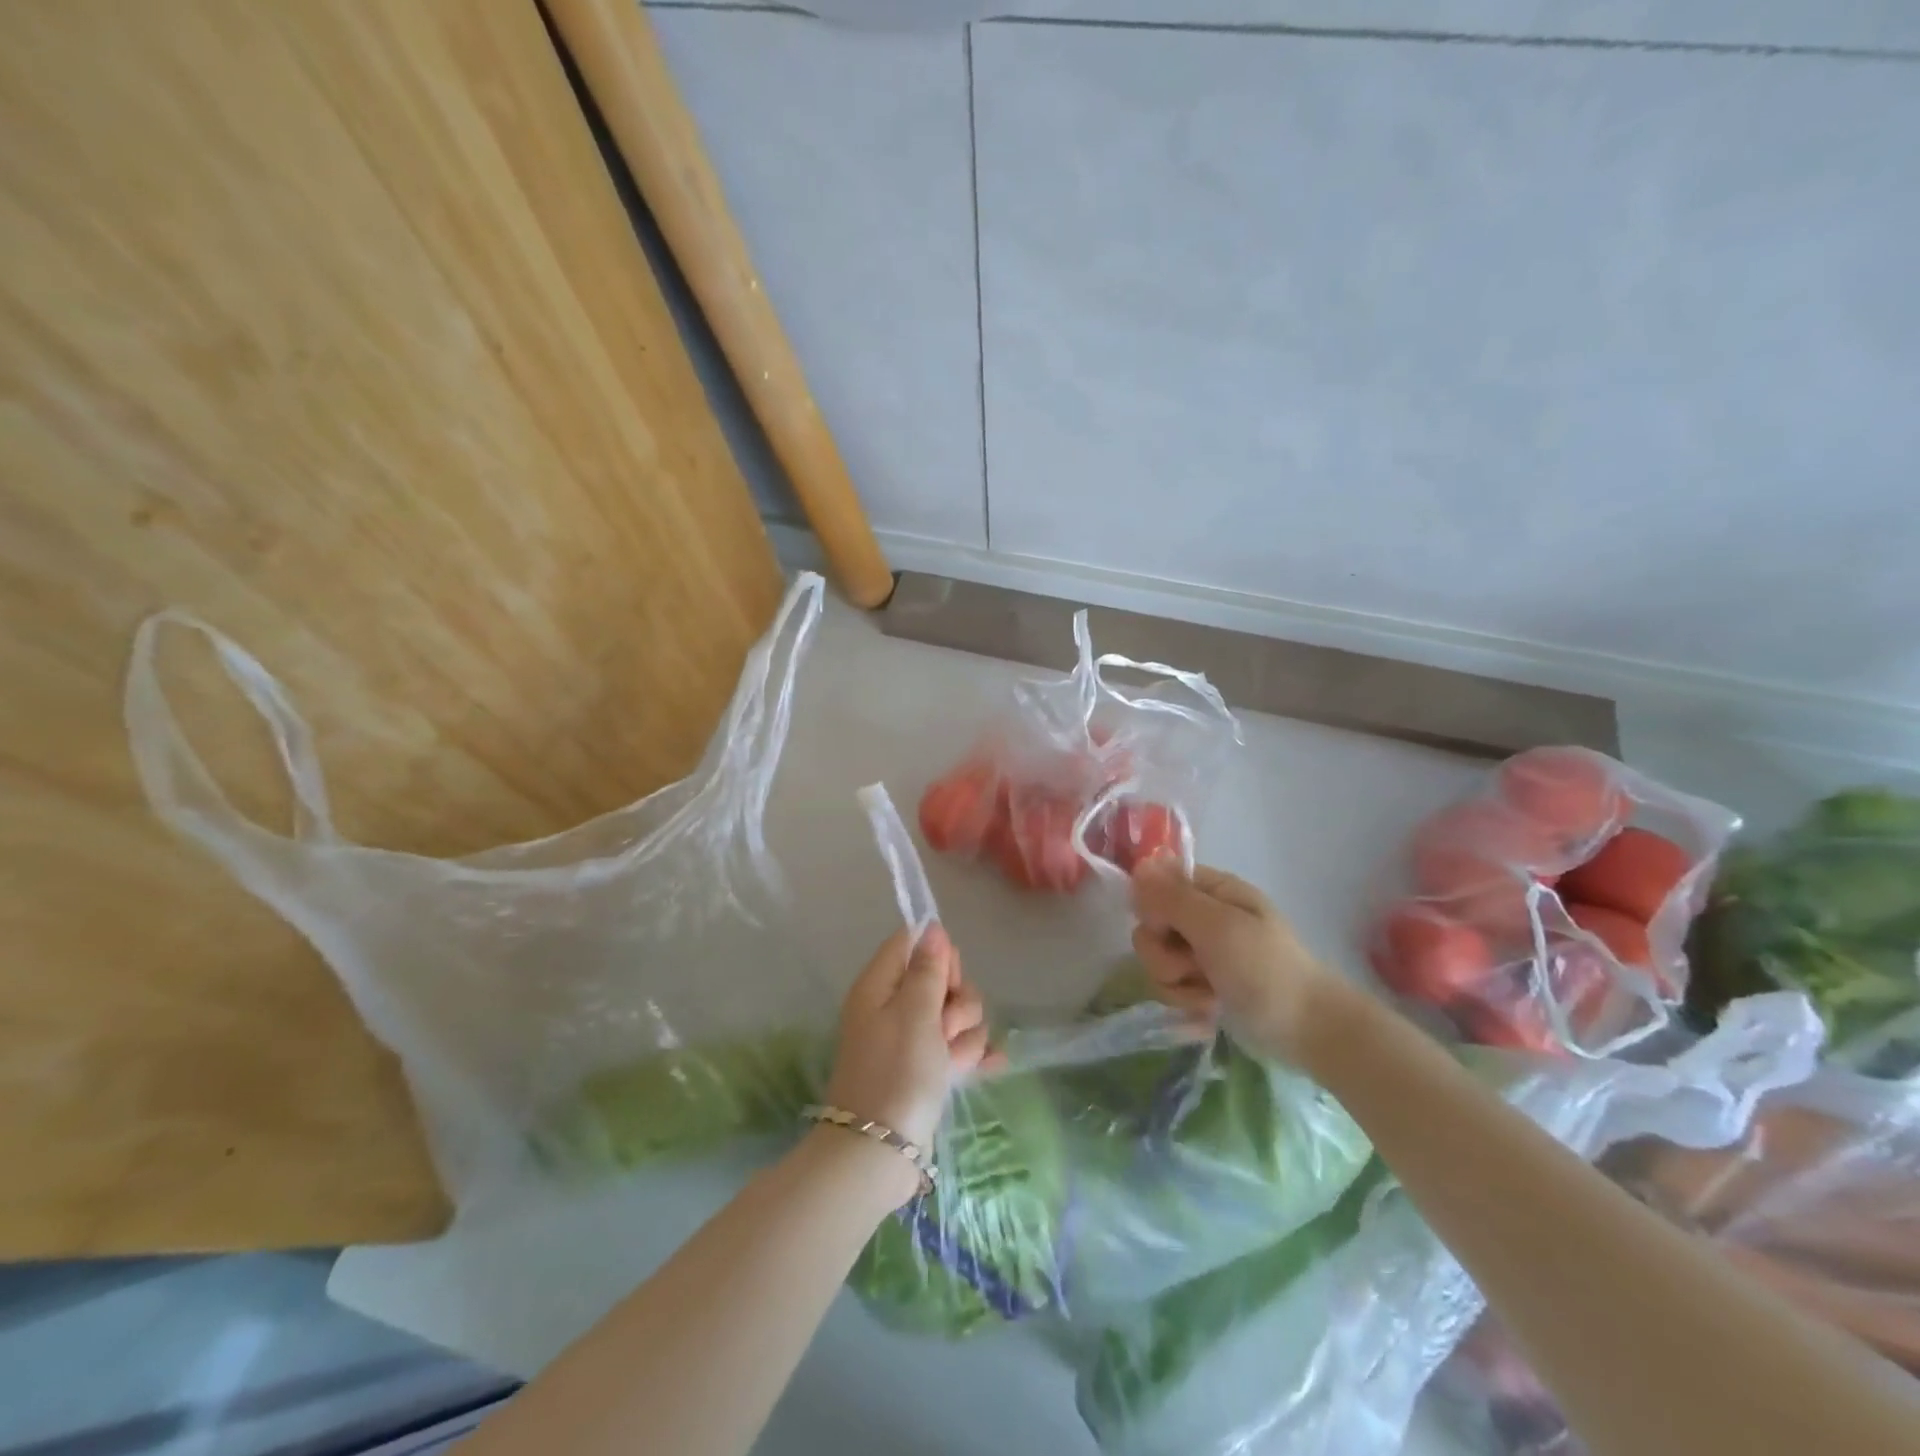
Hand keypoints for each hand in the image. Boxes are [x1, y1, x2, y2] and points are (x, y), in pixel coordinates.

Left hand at [824, 924, 990, 1164]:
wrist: (879, 1152)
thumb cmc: (896, 1072)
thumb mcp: (914, 1012)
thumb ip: (928, 969)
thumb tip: (931, 928)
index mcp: (880, 986)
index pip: (912, 944)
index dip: (938, 956)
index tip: (948, 979)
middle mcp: (894, 1007)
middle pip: (941, 980)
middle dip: (958, 1003)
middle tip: (945, 1028)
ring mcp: (911, 1040)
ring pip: (956, 1017)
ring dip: (964, 1036)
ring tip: (951, 1062)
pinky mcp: (926, 1070)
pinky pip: (958, 1049)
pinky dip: (972, 1056)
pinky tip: (991, 1066)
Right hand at [1129, 857, 1345, 1062]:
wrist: (1308, 1030)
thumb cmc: (1266, 969)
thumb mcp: (1218, 927)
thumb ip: (1172, 898)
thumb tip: (1138, 865)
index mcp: (1211, 890)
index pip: (1156, 882)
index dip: (1152, 907)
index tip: (1166, 927)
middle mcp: (1202, 916)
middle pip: (1149, 927)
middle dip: (1165, 954)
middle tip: (1196, 966)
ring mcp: (1201, 953)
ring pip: (1156, 960)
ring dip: (1177, 983)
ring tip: (1209, 994)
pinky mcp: (1201, 984)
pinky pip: (1169, 986)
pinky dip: (1186, 1000)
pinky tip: (1210, 1009)